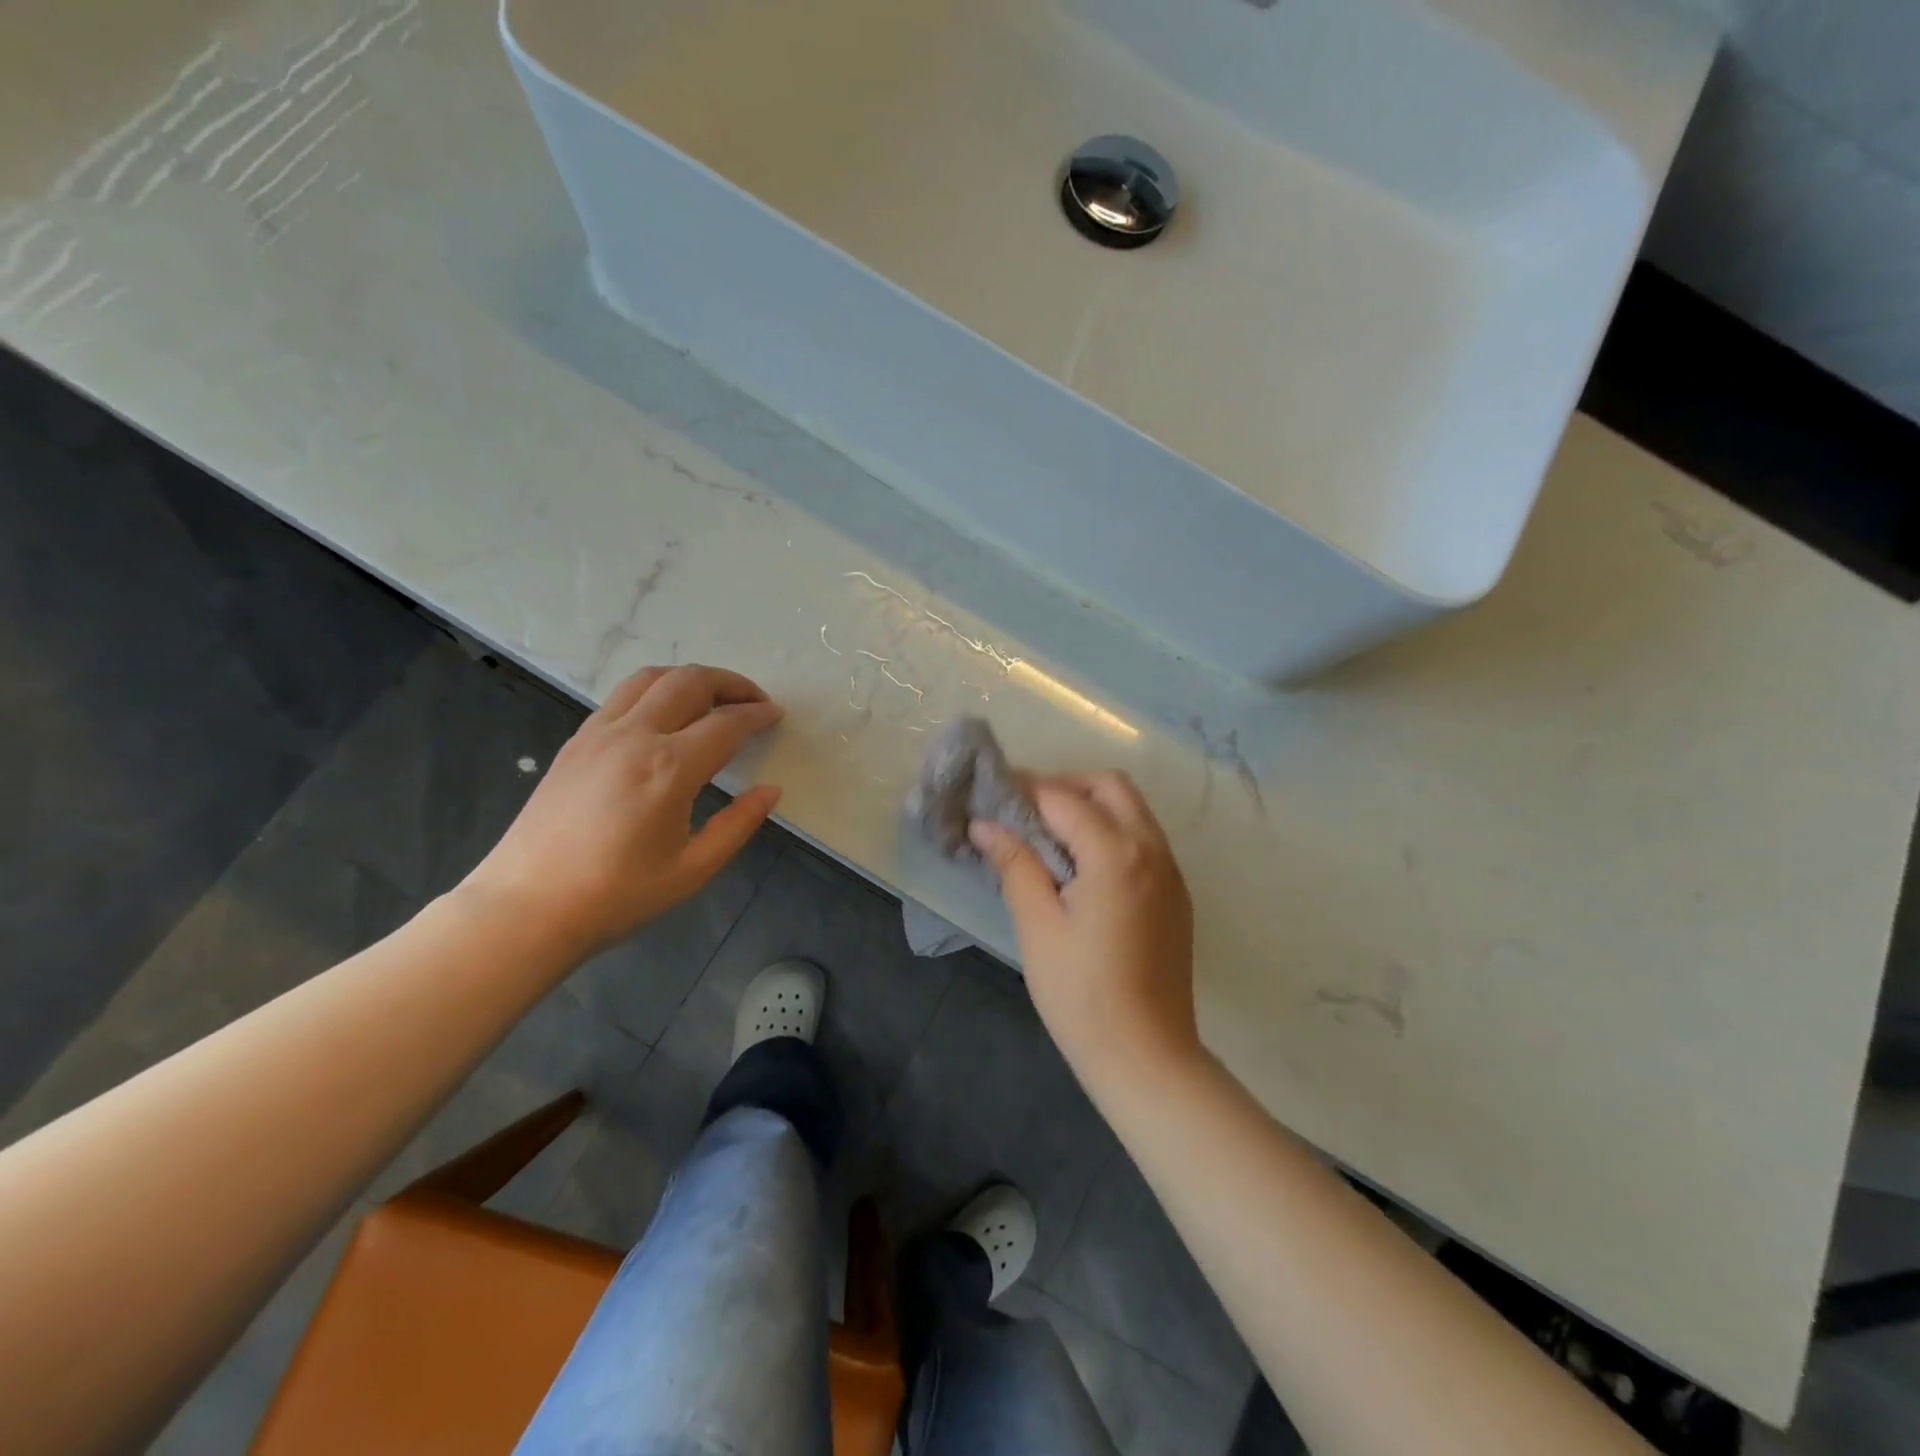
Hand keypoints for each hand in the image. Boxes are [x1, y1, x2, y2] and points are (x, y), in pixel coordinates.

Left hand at [463, 664, 783, 954]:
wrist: (526, 908)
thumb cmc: (616, 896)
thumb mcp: (693, 869)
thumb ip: (739, 824)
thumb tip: (770, 790)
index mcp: (669, 768)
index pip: (727, 723)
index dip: (758, 715)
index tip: (776, 715)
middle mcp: (634, 737)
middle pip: (690, 682)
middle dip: (730, 683)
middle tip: (754, 700)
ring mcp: (599, 734)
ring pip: (651, 678)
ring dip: (690, 678)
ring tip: (713, 698)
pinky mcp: (576, 742)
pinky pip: (622, 696)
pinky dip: (655, 691)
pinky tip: (665, 717)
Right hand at [971, 772, 1199, 1086]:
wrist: (1147, 1057)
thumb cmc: (1081, 994)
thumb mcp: (1038, 926)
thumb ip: (1016, 865)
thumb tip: (985, 825)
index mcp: (1115, 853)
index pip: (1063, 798)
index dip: (1024, 790)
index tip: (991, 795)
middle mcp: (1151, 849)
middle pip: (1110, 786)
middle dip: (1065, 785)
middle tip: (1025, 811)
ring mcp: (1171, 871)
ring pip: (1132, 809)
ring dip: (1091, 805)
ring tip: (1048, 835)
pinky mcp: (1176, 894)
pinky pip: (1144, 839)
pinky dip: (1112, 831)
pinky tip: (1082, 866)